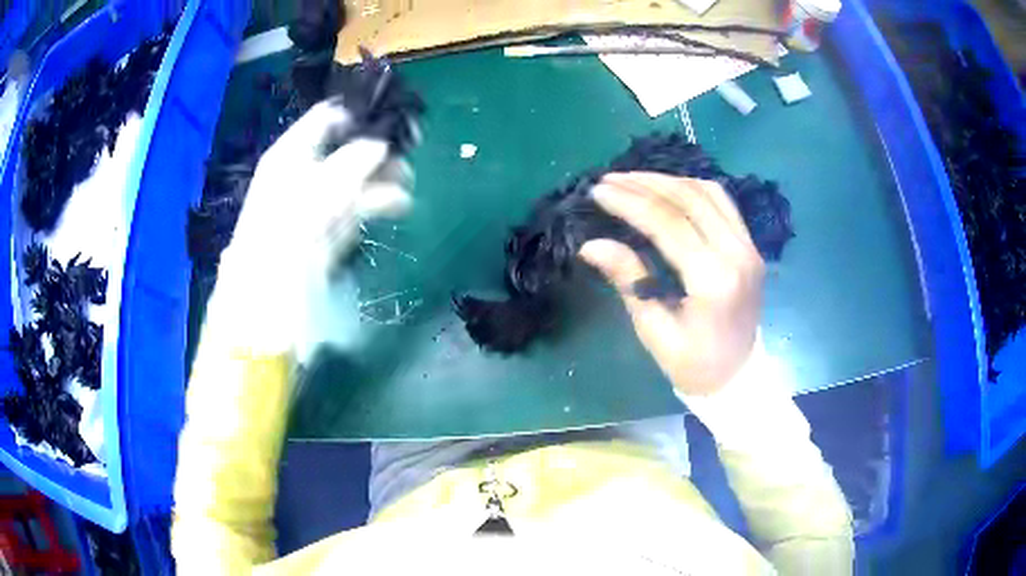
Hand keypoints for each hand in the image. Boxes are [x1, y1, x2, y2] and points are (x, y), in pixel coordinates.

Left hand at [211, 102, 411, 355]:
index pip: (329, 117)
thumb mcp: (319, 189)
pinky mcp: (327, 228)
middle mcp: (302, 171)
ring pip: (355, 177)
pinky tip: (400, 205)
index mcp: (292, 152)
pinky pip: (356, 206)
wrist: (269, 298)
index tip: (396, 117)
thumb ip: (354, 161)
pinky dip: (378, 203)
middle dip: (379, 148)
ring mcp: (315, 201)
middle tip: (411, 151)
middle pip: (346, 146)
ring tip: (409, 184)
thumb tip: (381, 144)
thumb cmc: (288, 235)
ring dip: (384, 177)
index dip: (361, 113)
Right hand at [580, 172, 764, 395]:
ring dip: (668, 181)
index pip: (668, 224)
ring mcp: (749, 246)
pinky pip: (723, 203)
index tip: (598, 192)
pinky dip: (693, 189)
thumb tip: (591, 245)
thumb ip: (629, 279)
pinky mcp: (751, 245)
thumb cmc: (692, 364)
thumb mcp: (654, 330)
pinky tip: (669, 189)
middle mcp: (737, 254)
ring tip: (634, 180)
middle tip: (609, 179)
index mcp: (713, 281)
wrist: (737, 375)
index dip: (630, 203)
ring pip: (708, 193)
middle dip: (645, 184)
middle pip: (689, 200)